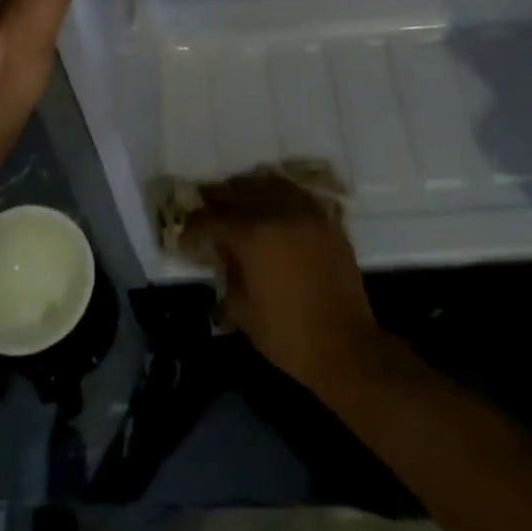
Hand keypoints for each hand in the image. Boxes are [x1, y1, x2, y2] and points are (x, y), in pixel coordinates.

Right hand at [183, 170, 384, 391]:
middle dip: (218, 197)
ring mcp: (305, 213)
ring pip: (269, 184)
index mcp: (252, 236)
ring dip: (248, 188)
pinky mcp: (327, 221)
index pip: (213, 219)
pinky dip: (279, 193)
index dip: (195, 224)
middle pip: (239, 191)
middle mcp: (277, 213)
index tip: (186, 231)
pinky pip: (297, 194)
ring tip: (237, 196)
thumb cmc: (287, 334)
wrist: (345, 346)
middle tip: (205, 202)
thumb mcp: (241, 308)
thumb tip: (223, 249)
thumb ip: (227, 270)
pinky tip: (272, 202)